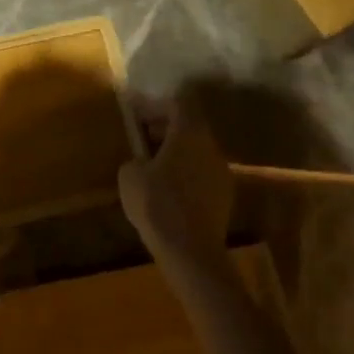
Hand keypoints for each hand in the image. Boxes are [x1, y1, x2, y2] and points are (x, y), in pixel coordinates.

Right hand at [118, 92, 234, 275]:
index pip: (179, 102)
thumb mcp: (129, 175)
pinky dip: (185, 172)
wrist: (190, 251)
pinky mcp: (224, 195)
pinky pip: (201, 172)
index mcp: (189, 134)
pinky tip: (167, 191)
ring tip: (152, 168)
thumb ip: (136, 158)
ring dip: (175, 152)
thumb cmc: (157, 204)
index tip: (138, 115)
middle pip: (190, 125)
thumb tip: (143, 161)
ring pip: (196, 150)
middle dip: (165, 128)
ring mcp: (222, 172)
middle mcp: (211, 147)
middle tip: (142, 139)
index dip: (157, 104)